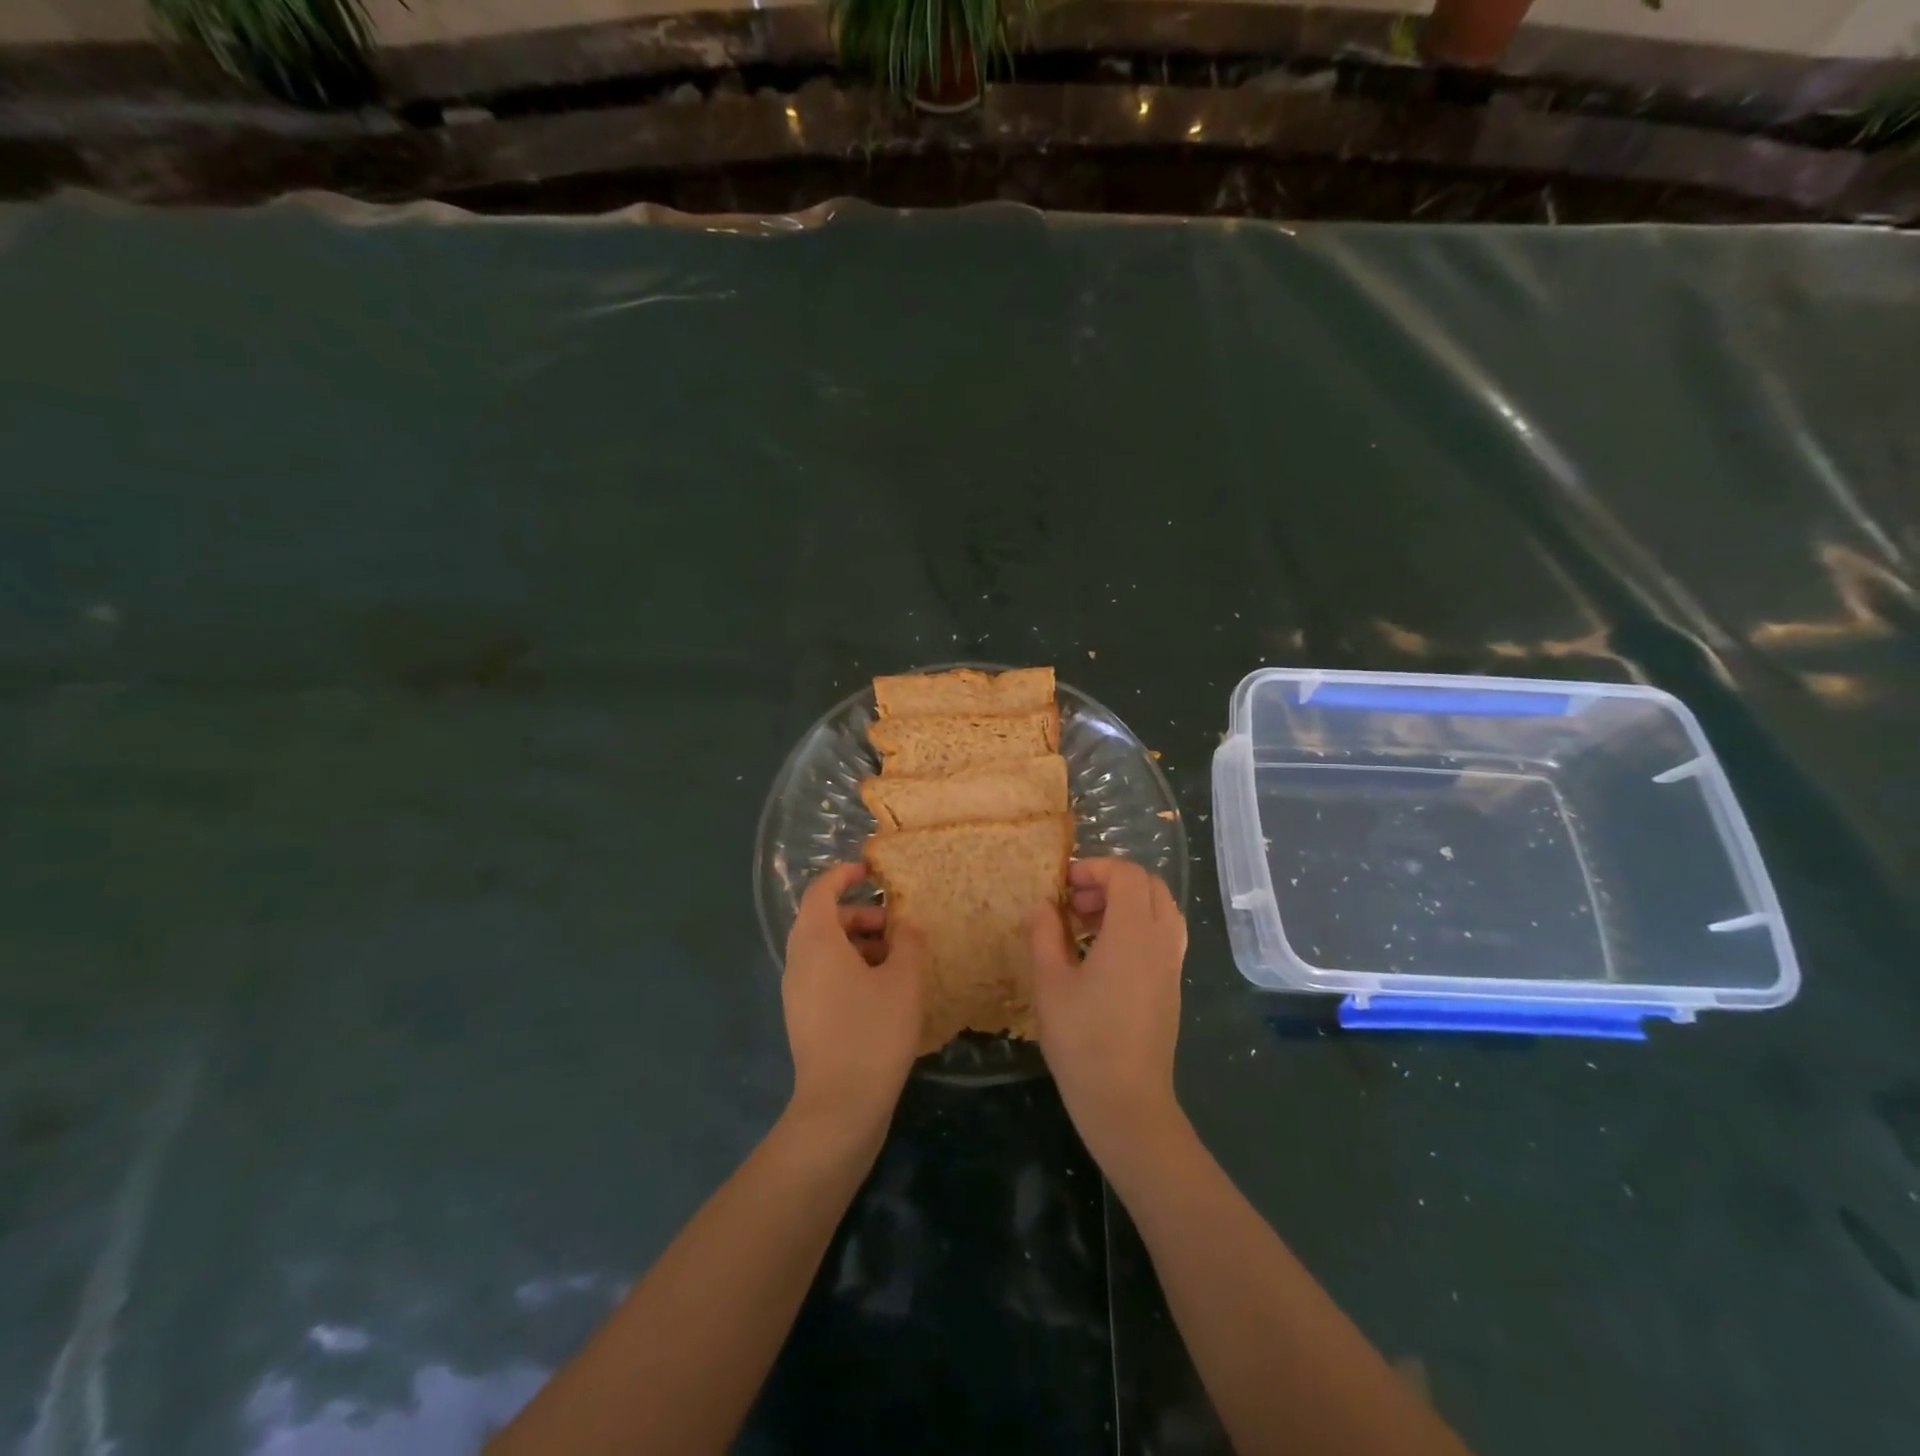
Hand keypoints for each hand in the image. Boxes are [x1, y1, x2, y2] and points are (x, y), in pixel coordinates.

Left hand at [782, 863, 925, 1142]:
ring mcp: (797, 992)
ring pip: (825, 951)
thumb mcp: (903, 981)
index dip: (844, 874)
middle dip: (860, 914)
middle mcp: (798, 961)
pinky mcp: (804, 1019)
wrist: (840, 1107)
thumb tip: (907, 926)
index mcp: (816, 941)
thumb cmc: (873, 1032)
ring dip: (858, 944)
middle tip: (896, 926)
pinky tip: (883, 992)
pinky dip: (850, 969)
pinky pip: (824, 976)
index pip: (820, 891)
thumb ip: (909, 943)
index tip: (872, 871)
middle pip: (824, 920)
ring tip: (897, 960)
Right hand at [1029, 858, 1187, 1163]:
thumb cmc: (1082, 1040)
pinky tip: (1103, 954)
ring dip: (1126, 903)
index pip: (1127, 873)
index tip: (1064, 884)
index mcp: (1134, 932)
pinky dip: (1137, 926)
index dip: (1095, 867)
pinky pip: (1163, 934)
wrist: (1126, 1102)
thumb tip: (1043, 905)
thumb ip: (1044, 933)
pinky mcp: (1172, 985)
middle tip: (1075, 902)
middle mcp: (1162, 940)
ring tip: (1086, 926)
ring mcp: (1172, 964)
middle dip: (1111, 882)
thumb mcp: (1050, 982)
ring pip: (1160, 909)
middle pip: (1149, 885)